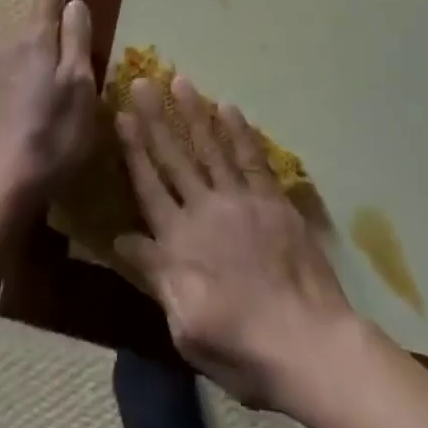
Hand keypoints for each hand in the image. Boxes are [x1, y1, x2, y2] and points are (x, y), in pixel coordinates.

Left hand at [0, 0, 96, 215]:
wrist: (8, 181)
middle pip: (38, 17)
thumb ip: (76, 38)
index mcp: (34, 38)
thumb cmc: (55, 130)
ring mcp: (1, 71)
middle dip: (59, 8)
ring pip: (31, 42)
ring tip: (77, 44)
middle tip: (87, 8)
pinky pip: (25, 62)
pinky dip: (43, 59)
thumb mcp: (79, 82)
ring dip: (52, 37)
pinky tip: (56, 78)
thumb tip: (74, 2)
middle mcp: (13, 46)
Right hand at [113, 75, 356, 410]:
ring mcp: (241, 201)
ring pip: (211, 148)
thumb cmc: (240, 346)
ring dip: (194, 113)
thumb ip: (155, 275)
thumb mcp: (184, 325)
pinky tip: (229, 108)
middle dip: (155, 118)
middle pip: (175, 157)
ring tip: (180, 81)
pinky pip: (252, 159)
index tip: (121, 116)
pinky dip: (240, 133)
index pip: (148, 186)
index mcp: (178, 242)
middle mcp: (204, 210)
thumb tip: (121, 239)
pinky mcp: (273, 202)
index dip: (133, 149)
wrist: (307, 344)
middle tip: (142, 82)